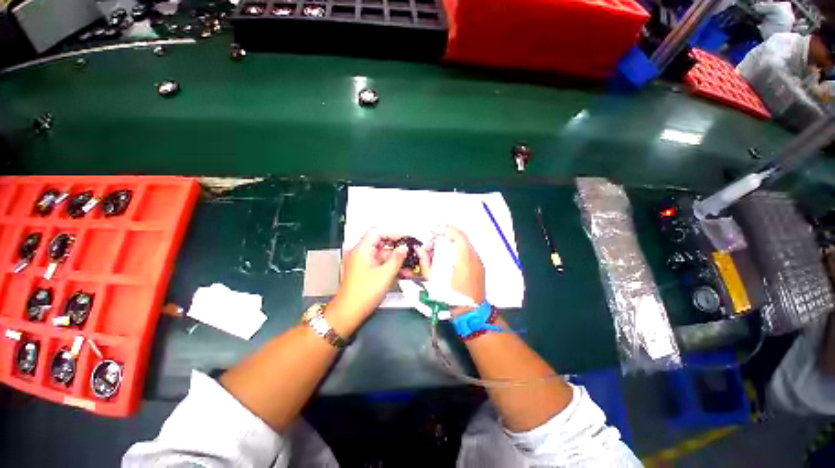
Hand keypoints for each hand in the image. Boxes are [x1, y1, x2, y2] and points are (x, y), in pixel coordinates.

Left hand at [330, 230, 408, 323]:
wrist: (349, 312)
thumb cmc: (365, 292)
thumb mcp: (386, 274)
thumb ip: (397, 258)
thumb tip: (404, 248)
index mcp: (362, 250)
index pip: (377, 233)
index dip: (392, 234)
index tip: (404, 239)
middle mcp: (360, 254)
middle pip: (380, 244)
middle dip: (396, 248)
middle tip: (409, 252)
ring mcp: (361, 263)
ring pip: (381, 256)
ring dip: (394, 260)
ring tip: (409, 266)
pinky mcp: (363, 272)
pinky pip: (378, 264)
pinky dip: (389, 267)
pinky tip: (401, 273)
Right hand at [426, 226, 484, 304]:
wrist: (470, 311)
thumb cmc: (451, 298)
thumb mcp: (434, 282)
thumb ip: (426, 264)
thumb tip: (422, 250)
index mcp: (463, 261)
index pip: (459, 237)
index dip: (448, 230)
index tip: (438, 229)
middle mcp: (474, 259)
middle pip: (463, 238)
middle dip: (449, 234)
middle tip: (438, 237)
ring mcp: (479, 262)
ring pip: (467, 244)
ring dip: (455, 241)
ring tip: (443, 244)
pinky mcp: (480, 266)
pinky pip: (470, 252)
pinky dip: (460, 248)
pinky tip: (451, 254)